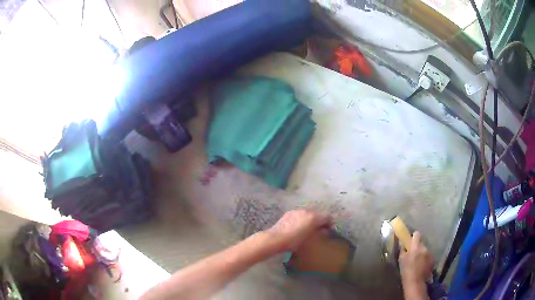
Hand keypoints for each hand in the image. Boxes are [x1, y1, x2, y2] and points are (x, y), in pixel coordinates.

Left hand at [263, 210, 330, 252]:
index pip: (327, 216)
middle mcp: (306, 211)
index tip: (329, 229)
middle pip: (318, 213)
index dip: (330, 222)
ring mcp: (296, 211)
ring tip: (308, 229)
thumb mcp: (310, 239)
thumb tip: (325, 230)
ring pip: (308, 213)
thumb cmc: (294, 241)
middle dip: (320, 220)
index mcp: (314, 216)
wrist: (275, 239)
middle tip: (320, 230)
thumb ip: (320, 232)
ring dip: (311, 219)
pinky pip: (300, 214)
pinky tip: (298, 227)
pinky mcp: (289, 213)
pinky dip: (302, 219)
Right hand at [399, 232, 433, 283]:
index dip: (414, 237)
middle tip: (413, 254)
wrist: (415, 281)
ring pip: (425, 250)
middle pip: (421, 243)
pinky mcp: (433, 259)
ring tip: (418, 261)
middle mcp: (424, 247)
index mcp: (415, 246)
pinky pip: (428, 256)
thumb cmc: (406, 270)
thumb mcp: (401, 260)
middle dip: (417, 247)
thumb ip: (402, 250)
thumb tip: (402, 242)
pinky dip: (425, 259)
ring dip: (422, 253)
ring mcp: (430, 253)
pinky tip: (422, 265)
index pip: (416, 235)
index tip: (411, 241)